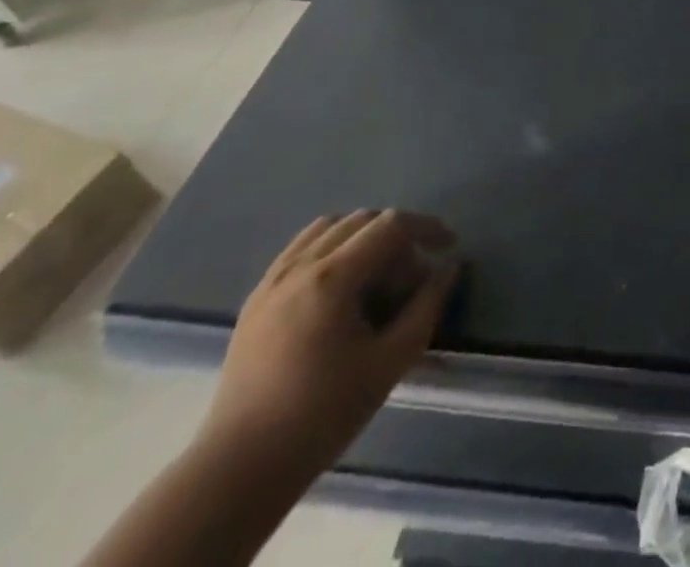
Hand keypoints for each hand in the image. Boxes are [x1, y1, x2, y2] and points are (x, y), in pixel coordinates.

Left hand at [198, 210, 460, 481]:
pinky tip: (340, 285)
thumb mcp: (390, 362)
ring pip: (329, 228)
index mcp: (332, 278)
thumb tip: (449, 267)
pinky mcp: (256, 298)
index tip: (449, 245)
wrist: (240, 469)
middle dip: (397, 239)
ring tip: (377, 275)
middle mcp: (300, 266)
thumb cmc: (322, 415)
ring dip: (363, 237)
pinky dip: (331, 248)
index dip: (427, 228)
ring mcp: (272, 280)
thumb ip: (426, 307)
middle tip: (411, 278)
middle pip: (362, 221)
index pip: (391, 226)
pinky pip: (300, 249)